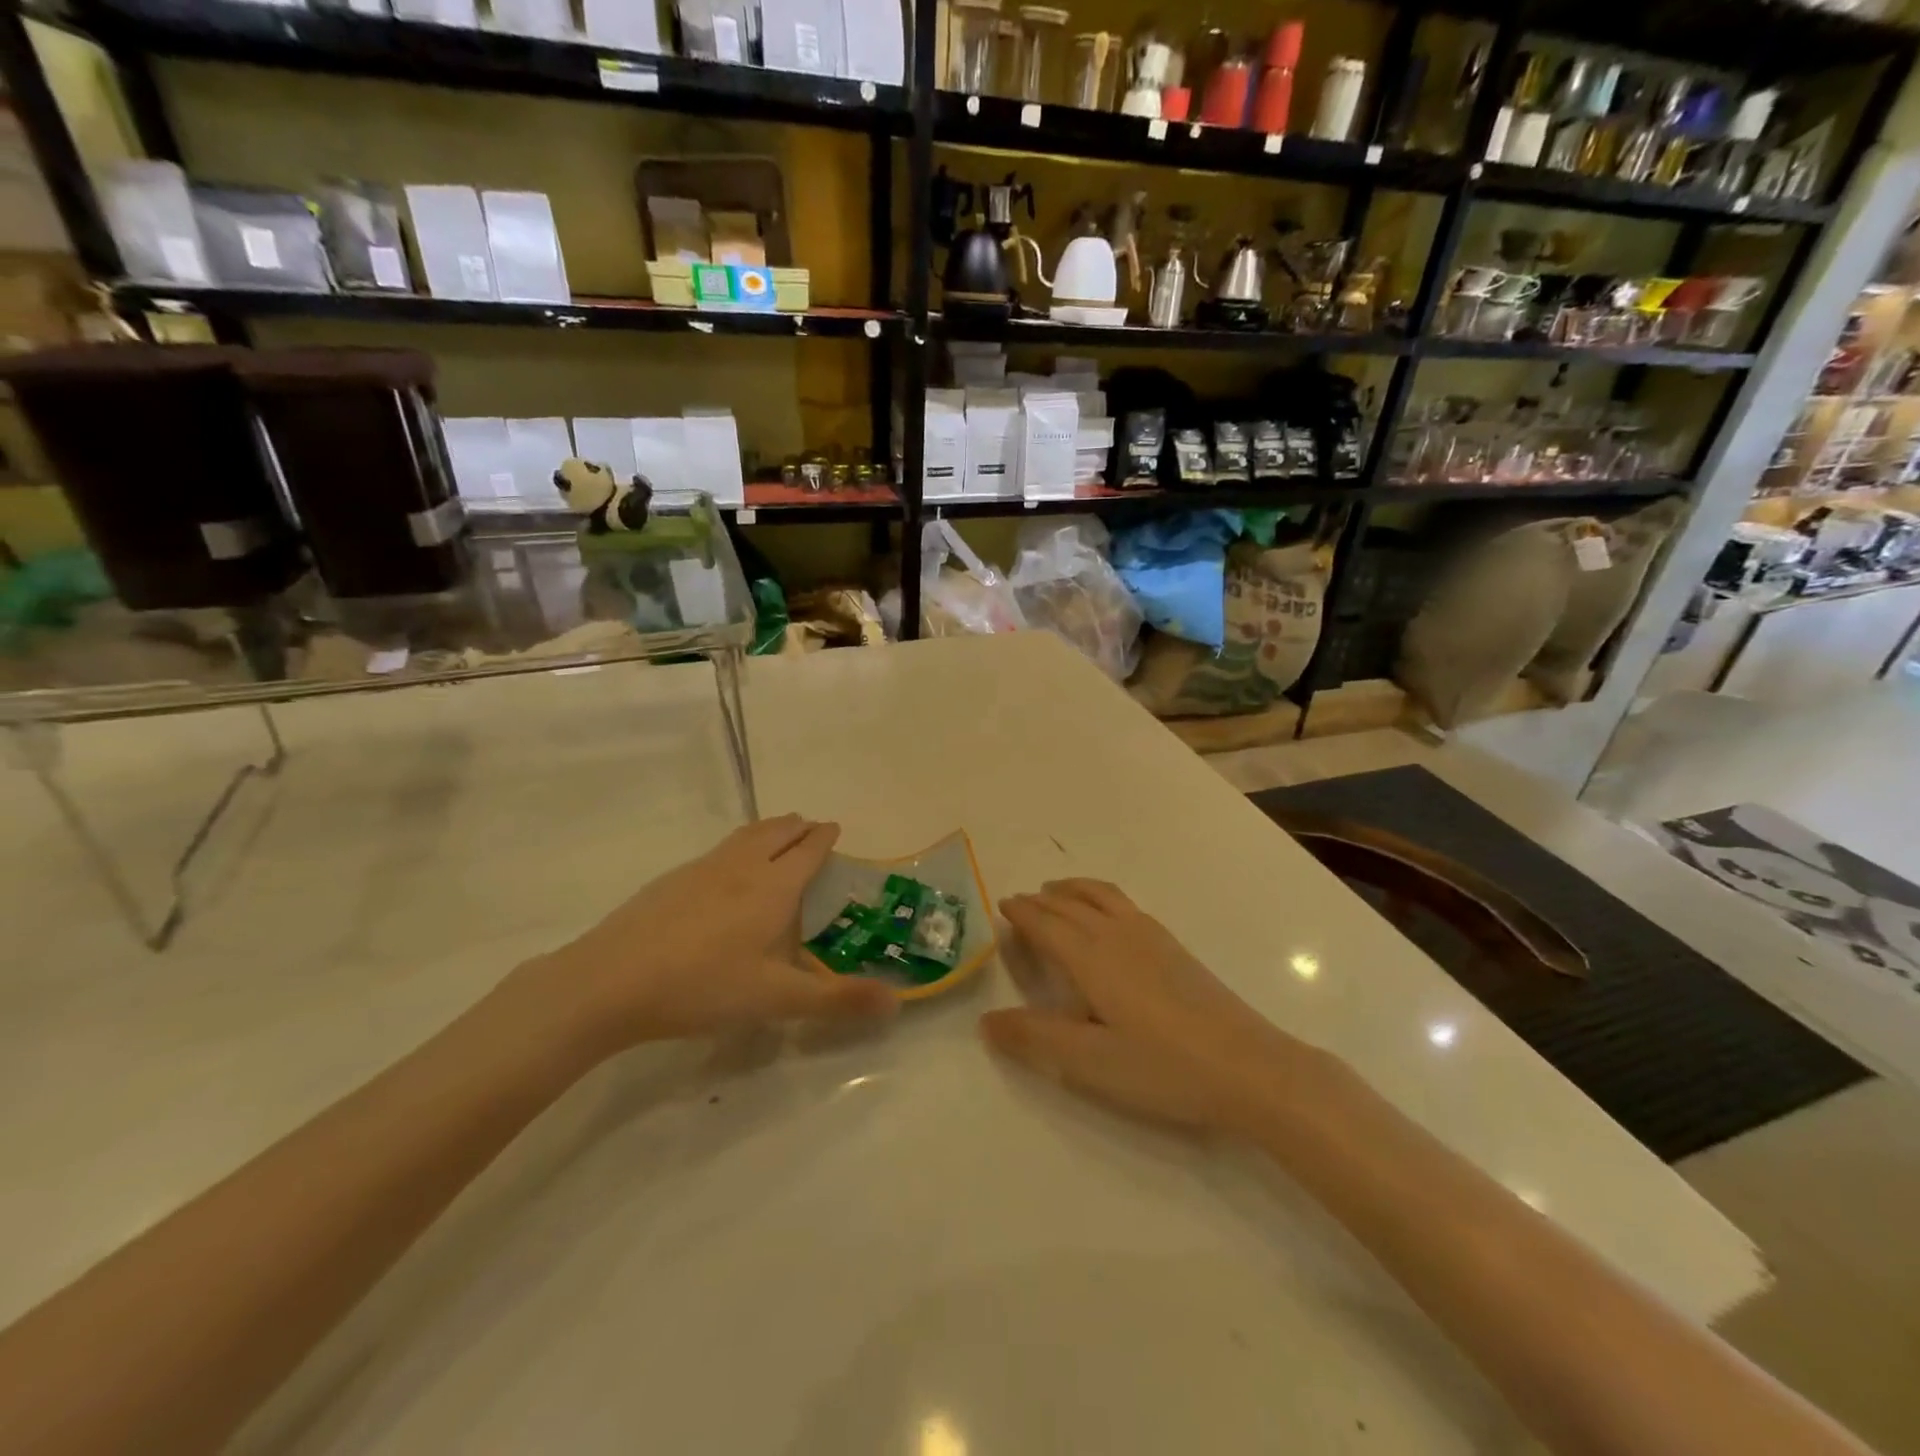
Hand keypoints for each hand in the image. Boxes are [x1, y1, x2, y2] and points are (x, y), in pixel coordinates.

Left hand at [524, 815, 895, 1053]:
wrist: (610, 981)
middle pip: (776, 832)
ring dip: (767, 830)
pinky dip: (737, 847)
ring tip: (775, 835)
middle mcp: (741, 866)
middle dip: (798, 827)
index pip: (807, 849)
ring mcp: (701, 869)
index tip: (835, 829)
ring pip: (744, 836)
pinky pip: (717, 851)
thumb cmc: (703, 986)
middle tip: (810, 829)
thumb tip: (896, 1002)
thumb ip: (836, 1000)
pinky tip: (724, 872)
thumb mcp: (776, 999)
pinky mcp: (669, 881)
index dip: (824, 837)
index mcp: (773, 886)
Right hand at [982, 880, 1332, 1136]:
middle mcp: (1117, 935)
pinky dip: (1100, 896)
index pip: (1046, 924)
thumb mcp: (1090, 1063)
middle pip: (1070, 905)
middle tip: (1020, 901)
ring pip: (1101, 896)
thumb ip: (1035, 1038)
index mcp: (1092, 957)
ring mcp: (1151, 937)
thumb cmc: (1163, 1067)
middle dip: (1041, 900)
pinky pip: (1124, 904)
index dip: (1022, 913)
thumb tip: (985, 1021)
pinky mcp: (1174, 947)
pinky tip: (1109, 915)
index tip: (1002, 904)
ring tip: (1057, 891)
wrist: (1249, 1067)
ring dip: (1073, 889)